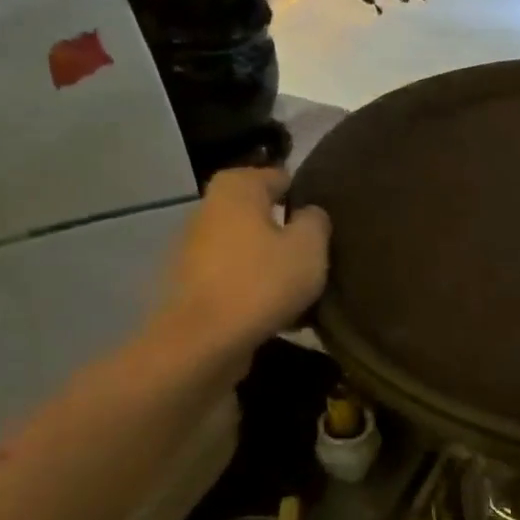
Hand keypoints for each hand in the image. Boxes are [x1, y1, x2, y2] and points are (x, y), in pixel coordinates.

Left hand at [152, 167, 330, 362]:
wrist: (203, 341)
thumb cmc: (262, 282)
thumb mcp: (309, 247)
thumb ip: (316, 221)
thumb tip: (309, 213)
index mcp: (236, 188)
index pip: (280, 178)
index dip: (306, 196)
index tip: (327, 222)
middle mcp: (209, 209)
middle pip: (261, 215)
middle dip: (287, 232)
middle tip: (319, 255)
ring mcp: (194, 248)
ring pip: (249, 249)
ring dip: (272, 264)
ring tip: (302, 289)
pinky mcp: (191, 285)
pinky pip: (235, 279)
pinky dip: (254, 290)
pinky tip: (278, 314)